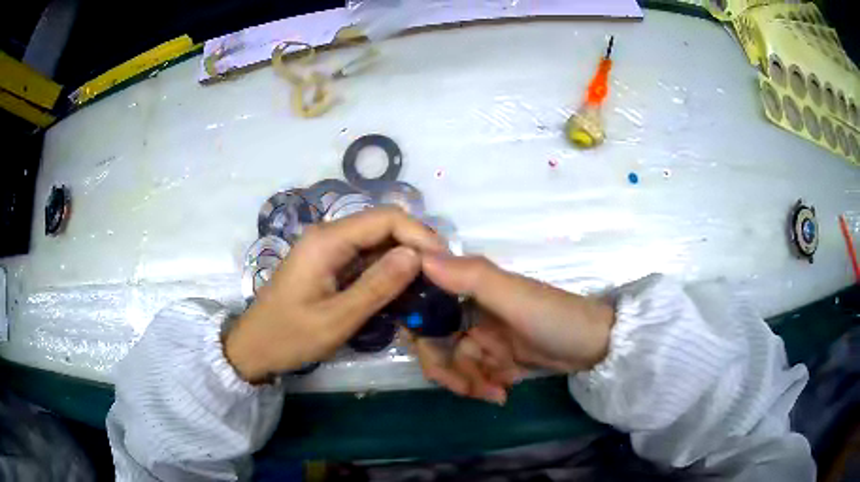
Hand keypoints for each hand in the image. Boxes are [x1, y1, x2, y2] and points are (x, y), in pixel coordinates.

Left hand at [225, 208, 443, 382]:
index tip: (443, 263)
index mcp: (327, 241)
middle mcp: (328, 235)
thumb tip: (416, 255)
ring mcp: (327, 248)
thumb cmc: (289, 336)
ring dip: (403, 257)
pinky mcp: (328, 263)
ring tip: (428, 283)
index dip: (419, 234)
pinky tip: (402, 287)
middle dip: (414, 244)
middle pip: (382, 225)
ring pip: (376, 240)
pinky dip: (386, 268)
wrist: (254, 347)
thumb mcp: (336, 319)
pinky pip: (365, 256)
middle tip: (440, 275)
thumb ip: (377, 286)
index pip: (385, 218)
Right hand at [413, 254, 614, 403]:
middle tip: (465, 387)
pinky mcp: (497, 356)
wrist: (596, 346)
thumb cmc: (554, 317)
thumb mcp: (514, 296)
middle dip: (446, 369)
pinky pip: (475, 374)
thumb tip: (419, 256)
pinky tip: (504, 392)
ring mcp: (485, 336)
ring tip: (496, 392)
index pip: (426, 304)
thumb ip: (470, 276)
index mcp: (471, 288)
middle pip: (436, 341)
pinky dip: (484, 385)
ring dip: (469, 382)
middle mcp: (473, 310)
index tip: (423, 349)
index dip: (418, 326)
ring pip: (455, 363)